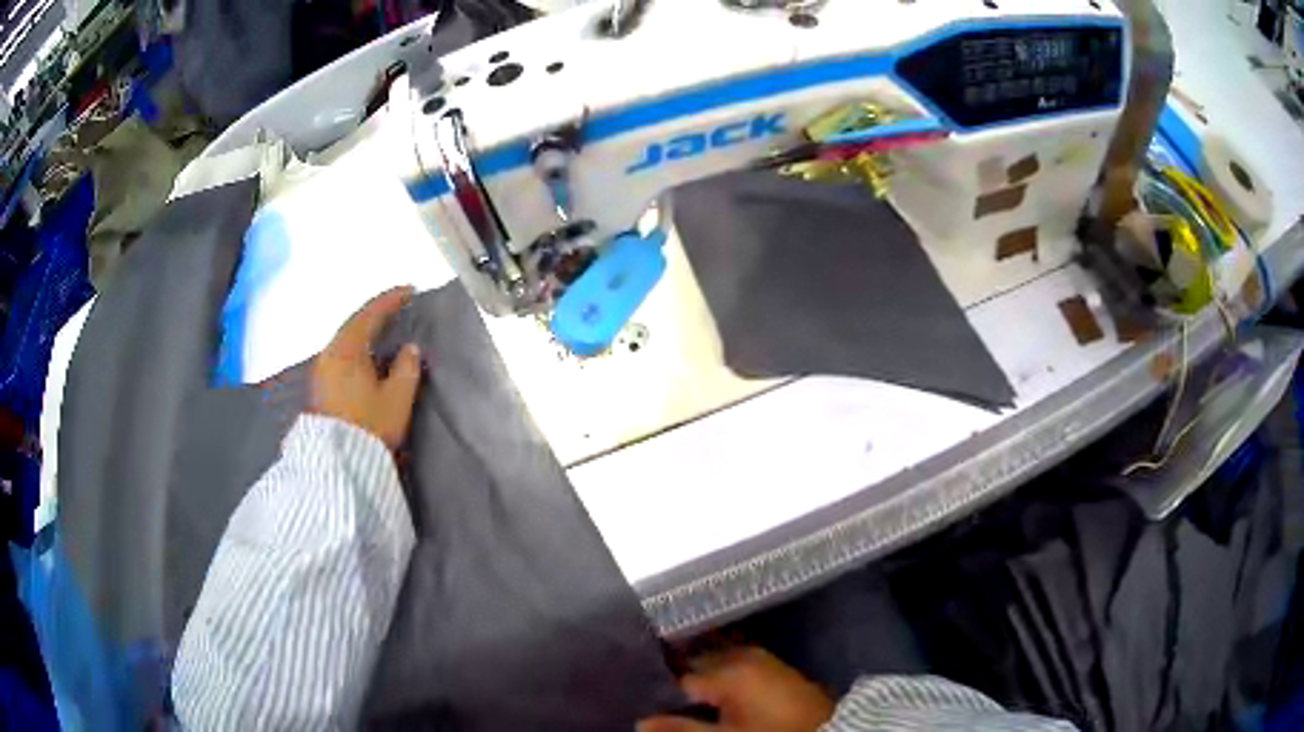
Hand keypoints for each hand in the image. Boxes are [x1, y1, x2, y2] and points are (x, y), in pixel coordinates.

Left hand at [311, 286, 422, 449]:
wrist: (336, 465)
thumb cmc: (369, 427)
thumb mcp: (396, 399)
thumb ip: (406, 369)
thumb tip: (410, 348)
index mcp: (347, 349)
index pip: (369, 314)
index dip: (390, 300)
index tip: (409, 290)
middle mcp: (329, 354)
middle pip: (353, 324)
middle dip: (375, 313)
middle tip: (396, 308)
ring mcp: (320, 371)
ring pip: (344, 340)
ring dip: (363, 332)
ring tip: (382, 330)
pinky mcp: (318, 388)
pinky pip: (339, 355)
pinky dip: (354, 348)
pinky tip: (364, 356)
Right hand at [638, 648, 834, 731]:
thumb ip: (679, 729)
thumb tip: (640, 722)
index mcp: (728, 669)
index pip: (677, 676)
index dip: (657, 693)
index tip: (642, 701)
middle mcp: (743, 656)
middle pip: (696, 664)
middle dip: (676, 679)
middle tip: (659, 700)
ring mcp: (763, 661)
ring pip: (715, 664)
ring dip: (698, 678)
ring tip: (683, 700)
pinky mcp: (775, 670)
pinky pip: (735, 668)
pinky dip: (719, 680)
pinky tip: (712, 698)